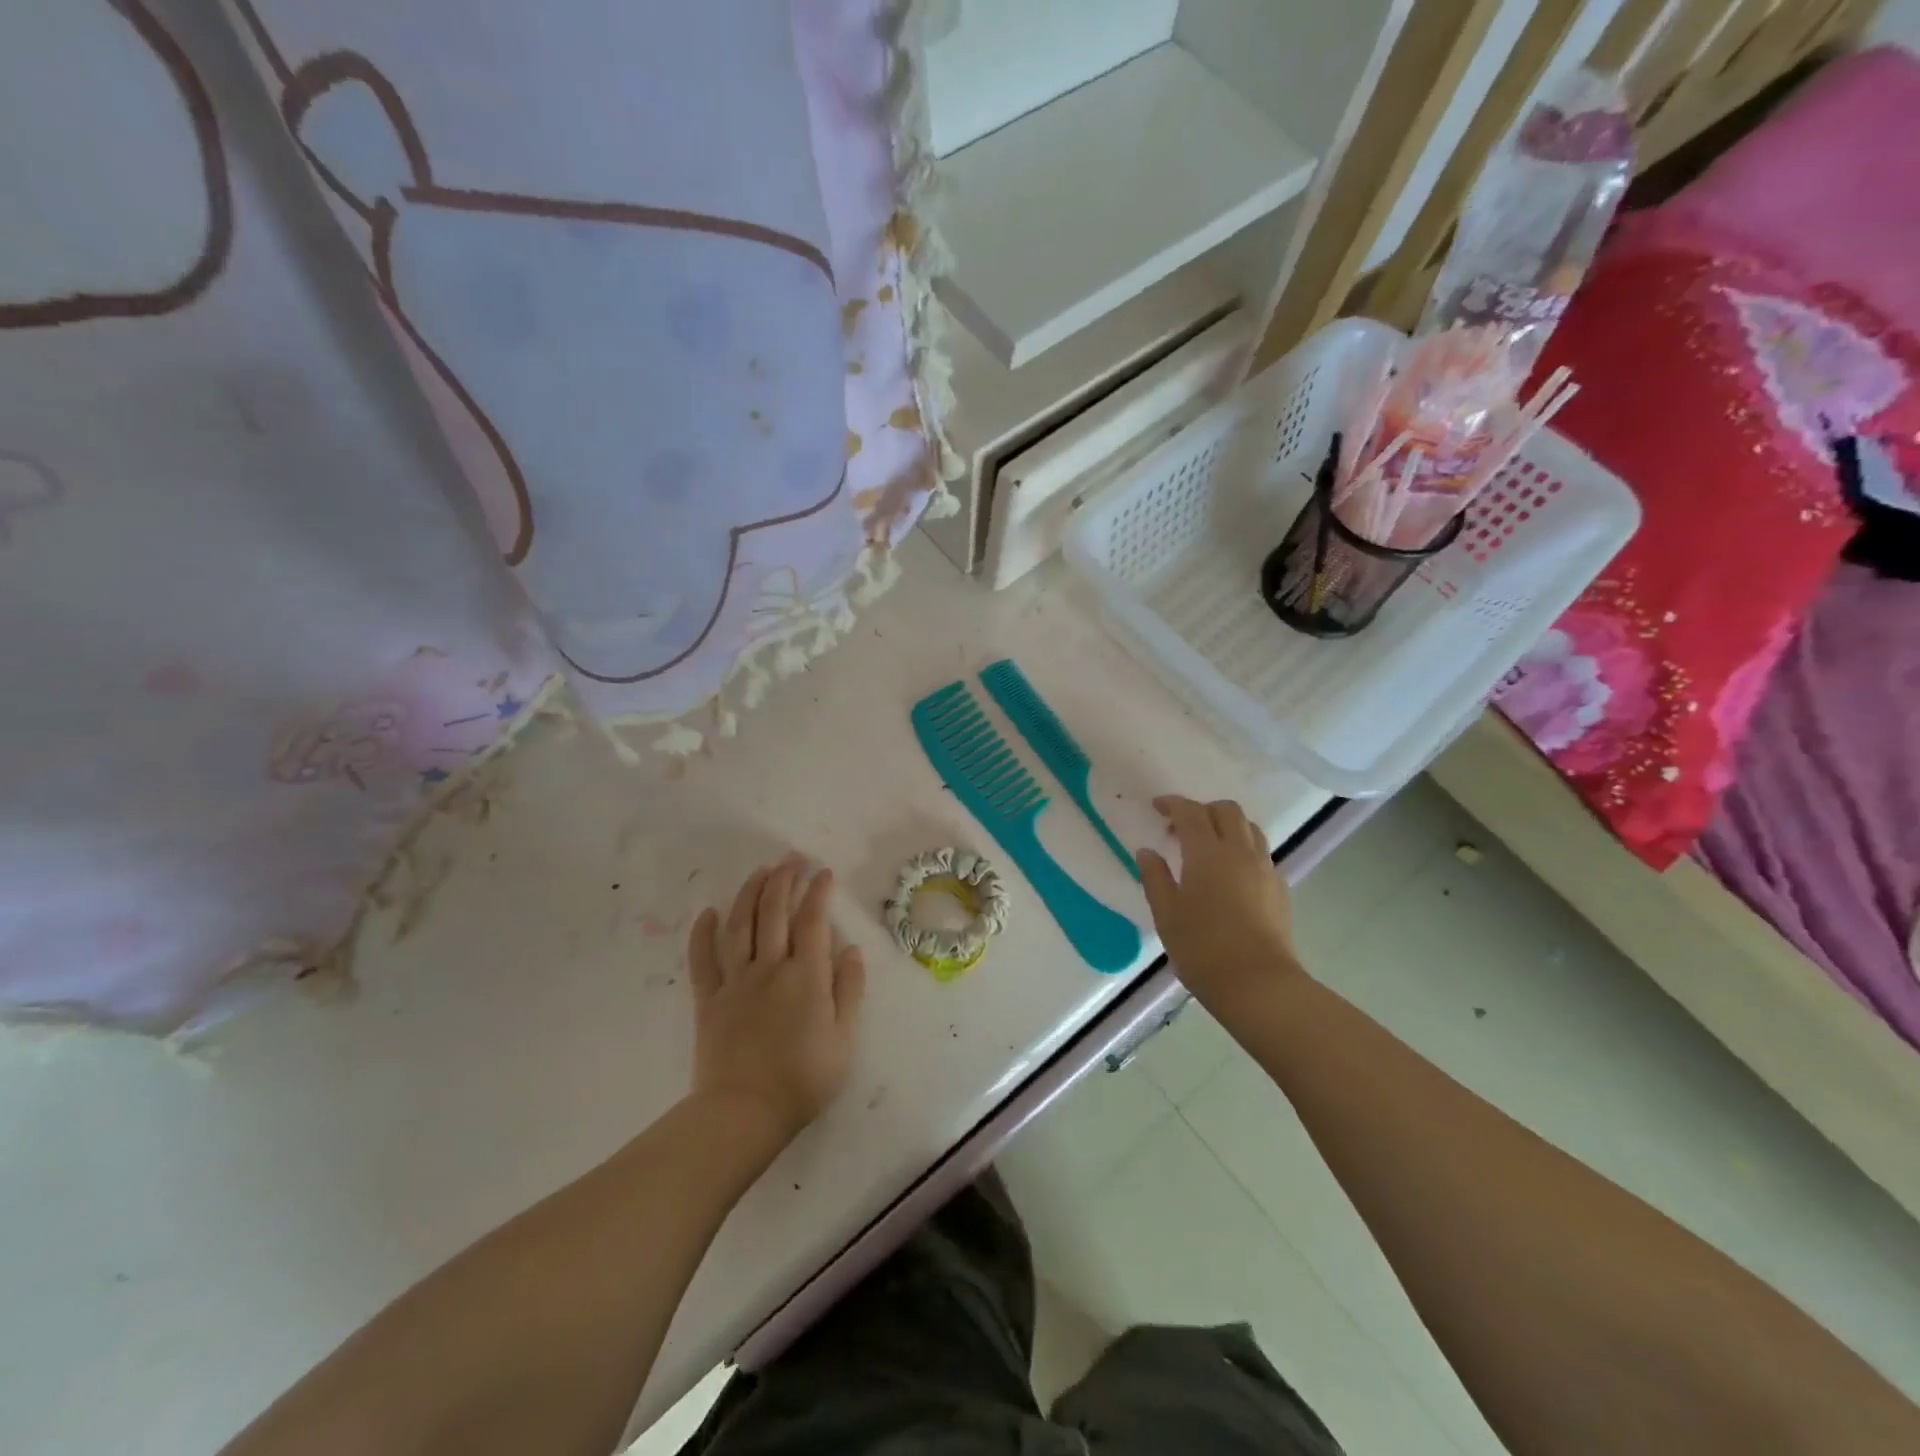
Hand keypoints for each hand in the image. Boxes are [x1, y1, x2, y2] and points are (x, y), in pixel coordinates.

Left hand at [686, 856, 865, 1148]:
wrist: (745, 1113)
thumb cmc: (804, 1079)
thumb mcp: (844, 1039)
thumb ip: (849, 990)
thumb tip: (851, 949)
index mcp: (806, 977)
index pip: (812, 921)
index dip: (818, 892)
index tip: (823, 872)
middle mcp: (770, 968)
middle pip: (774, 912)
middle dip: (784, 879)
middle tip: (792, 858)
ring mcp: (735, 981)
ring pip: (739, 925)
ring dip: (749, 893)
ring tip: (760, 871)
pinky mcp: (709, 999)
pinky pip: (703, 960)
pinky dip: (703, 933)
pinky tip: (709, 912)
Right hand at [1138, 796, 1301, 1025]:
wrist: (1259, 984)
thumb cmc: (1202, 948)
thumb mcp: (1166, 914)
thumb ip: (1155, 877)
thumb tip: (1147, 852)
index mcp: (1207, 853)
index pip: (1190, 812)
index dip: (1172, 804)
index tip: (1157, 807)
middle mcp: (1240, 851)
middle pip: (1226, 811)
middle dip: (1202, 810)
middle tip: (1180, 828)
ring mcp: (1264, 868)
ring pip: (1249, 827)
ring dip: (1226, 825)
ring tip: (1208, 846)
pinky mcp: (1279, 887)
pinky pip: (1261, 852)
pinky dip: (1242, 848)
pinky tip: (1229, 874)